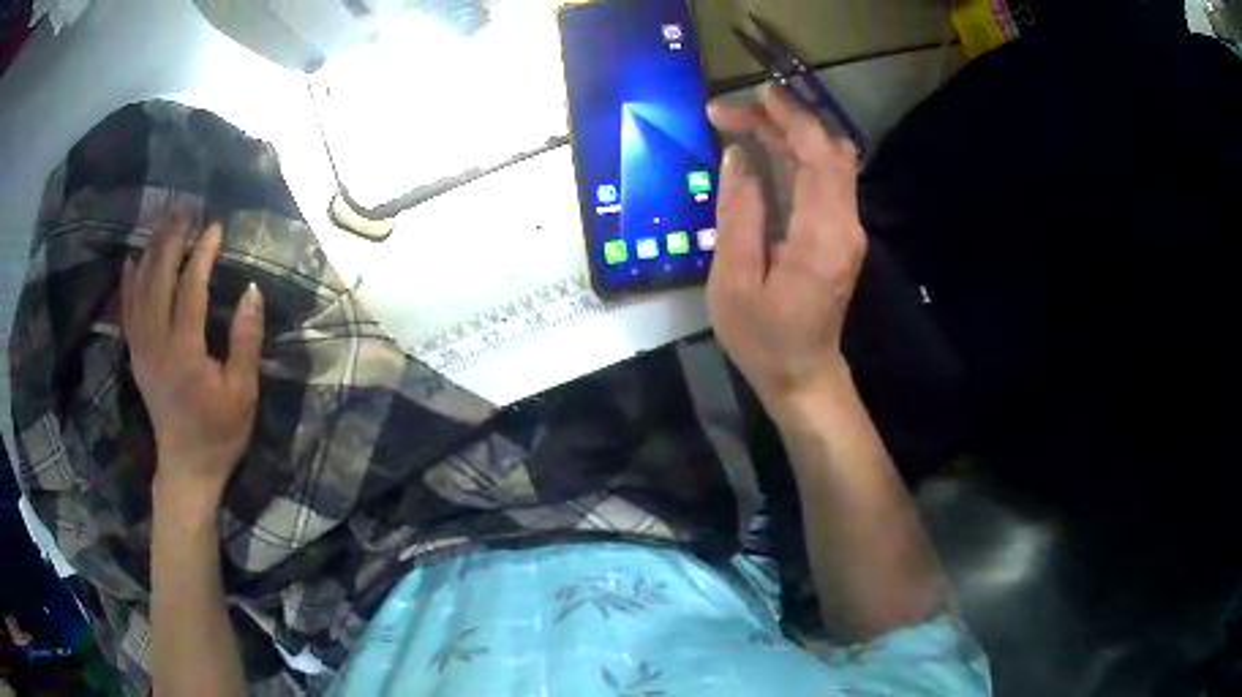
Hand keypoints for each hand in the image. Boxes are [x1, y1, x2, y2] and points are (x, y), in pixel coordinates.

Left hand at [122, 215, 263, 504]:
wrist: (187, 468)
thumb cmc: (220, 433)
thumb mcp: (243, 393)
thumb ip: (245, 341)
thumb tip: (251, 290)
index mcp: (184, 353)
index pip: (189, 290)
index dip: (201, 255)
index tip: (215, 227)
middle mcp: (156, 345)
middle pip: (157, 280)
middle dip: (170, 241)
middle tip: (185, 210)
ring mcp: (141, 350)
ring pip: (139, 290)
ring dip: (150, 252)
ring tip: (163, 223)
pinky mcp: (135, 357)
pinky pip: (126, 312)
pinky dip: (127, 283)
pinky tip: (131, 259)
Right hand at [706, 87, 866, 412]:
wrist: (803, 375)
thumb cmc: (762, 338)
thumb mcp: (734, 280)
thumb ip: (739, 213)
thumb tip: (739, 156)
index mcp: (821, 235)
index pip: (818, 155)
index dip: (788, 117)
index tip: (753, 96)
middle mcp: (845, 224)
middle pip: (828, 150)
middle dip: (785, 119)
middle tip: (734, 111)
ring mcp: (848, 229)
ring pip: (830, 160)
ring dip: (791, 134)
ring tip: (746, 122)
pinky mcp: (841, 234)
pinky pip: (826, 179)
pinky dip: (798, 154)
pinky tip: (768, 150)